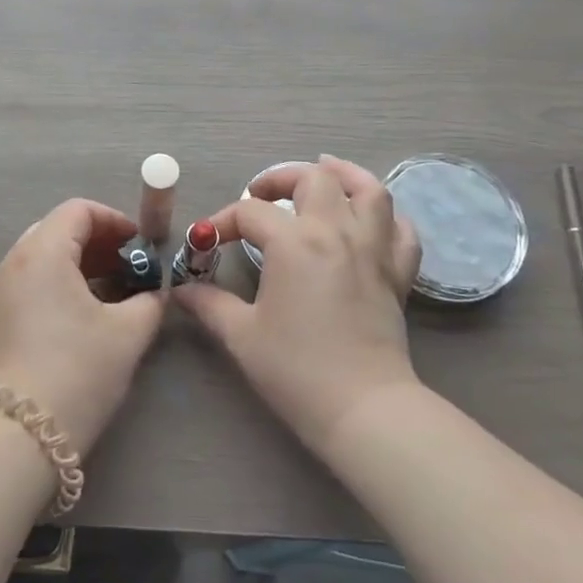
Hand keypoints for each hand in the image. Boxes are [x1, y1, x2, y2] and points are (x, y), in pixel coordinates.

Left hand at [0, 199, 165, 453]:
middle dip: (98, 242)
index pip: (78, 210)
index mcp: (43, 252)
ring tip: (112, 292)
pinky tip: (84, 314)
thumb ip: (149, 301)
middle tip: (129, 267)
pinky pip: (31, 281)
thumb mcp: (127, 334)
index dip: (115, 220)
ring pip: (43, 256)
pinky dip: (60, 283)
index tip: (141, 246)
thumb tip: (155, 292)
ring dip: (80, 264)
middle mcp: (14, 261)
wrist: (17, 435)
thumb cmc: (77, 371)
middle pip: (59, 229)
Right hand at [177, 156, 421, 456]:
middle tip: (261, 194)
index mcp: (294, 242)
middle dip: (281, 178)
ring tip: (324, 174)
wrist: (363, 408)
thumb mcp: (241, 335)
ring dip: (344, 175)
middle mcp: (336, 232)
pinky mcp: (398, 274)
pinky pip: (401, 230)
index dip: (222, 221)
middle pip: (314, 179)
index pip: (251, 212)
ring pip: (369, 190)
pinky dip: (386, 217)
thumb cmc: (296, 370)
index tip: (206, 242)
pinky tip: (368, 221)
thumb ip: (209, 304)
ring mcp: (373, 249)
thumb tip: (181, 292)